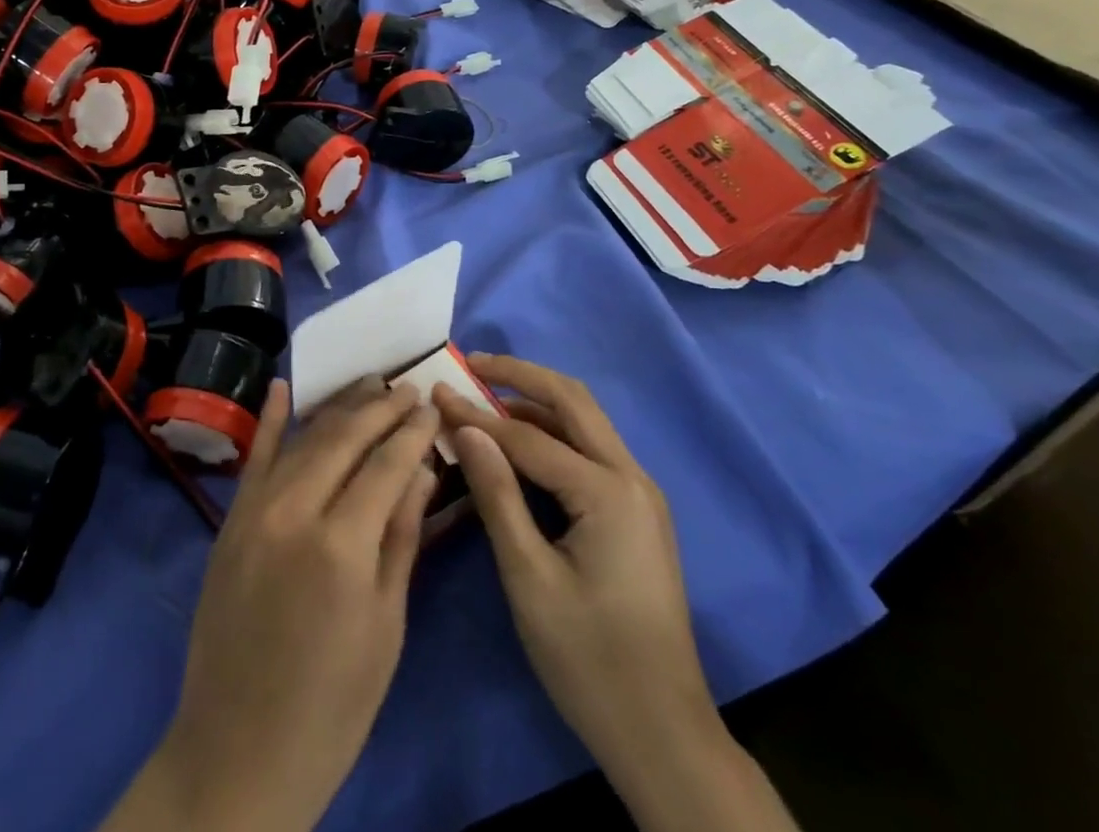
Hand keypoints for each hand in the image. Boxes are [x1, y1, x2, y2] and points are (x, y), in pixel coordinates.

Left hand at [104, 377, 439, 831]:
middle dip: (381, 407)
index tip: (432, 407)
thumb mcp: (385, 626)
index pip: (386, 464)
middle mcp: (295, 511)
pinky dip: (268, 420)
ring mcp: (255, 510)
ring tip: (369, 383)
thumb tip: (422, 470)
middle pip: (344, 437)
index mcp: (342, 545)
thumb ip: (402, 537)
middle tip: (408, 387)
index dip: (413, 432)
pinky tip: (282, 387)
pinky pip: (252, 457)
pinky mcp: (229, 520)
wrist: (238, 750)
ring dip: (339, 406)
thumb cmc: (333, 704)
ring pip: (303, 438)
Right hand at [438, 356, 796, 831]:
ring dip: (536, 400)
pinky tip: (517, 441)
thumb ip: (497, 494)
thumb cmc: (589, 661)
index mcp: (608, 492)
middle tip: (471, 363)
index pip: (528, 437)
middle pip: (573, 400)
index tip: (434, 392)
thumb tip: (465, 427)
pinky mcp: (635, 512)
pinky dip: (552, 432)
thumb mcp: (529, 578)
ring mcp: (639, 494)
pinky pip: (589, 451)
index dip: (476, 414)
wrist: (664, 736)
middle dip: (520, 375)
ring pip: (585, 421)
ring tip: (485, 393)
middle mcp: (632, 477)